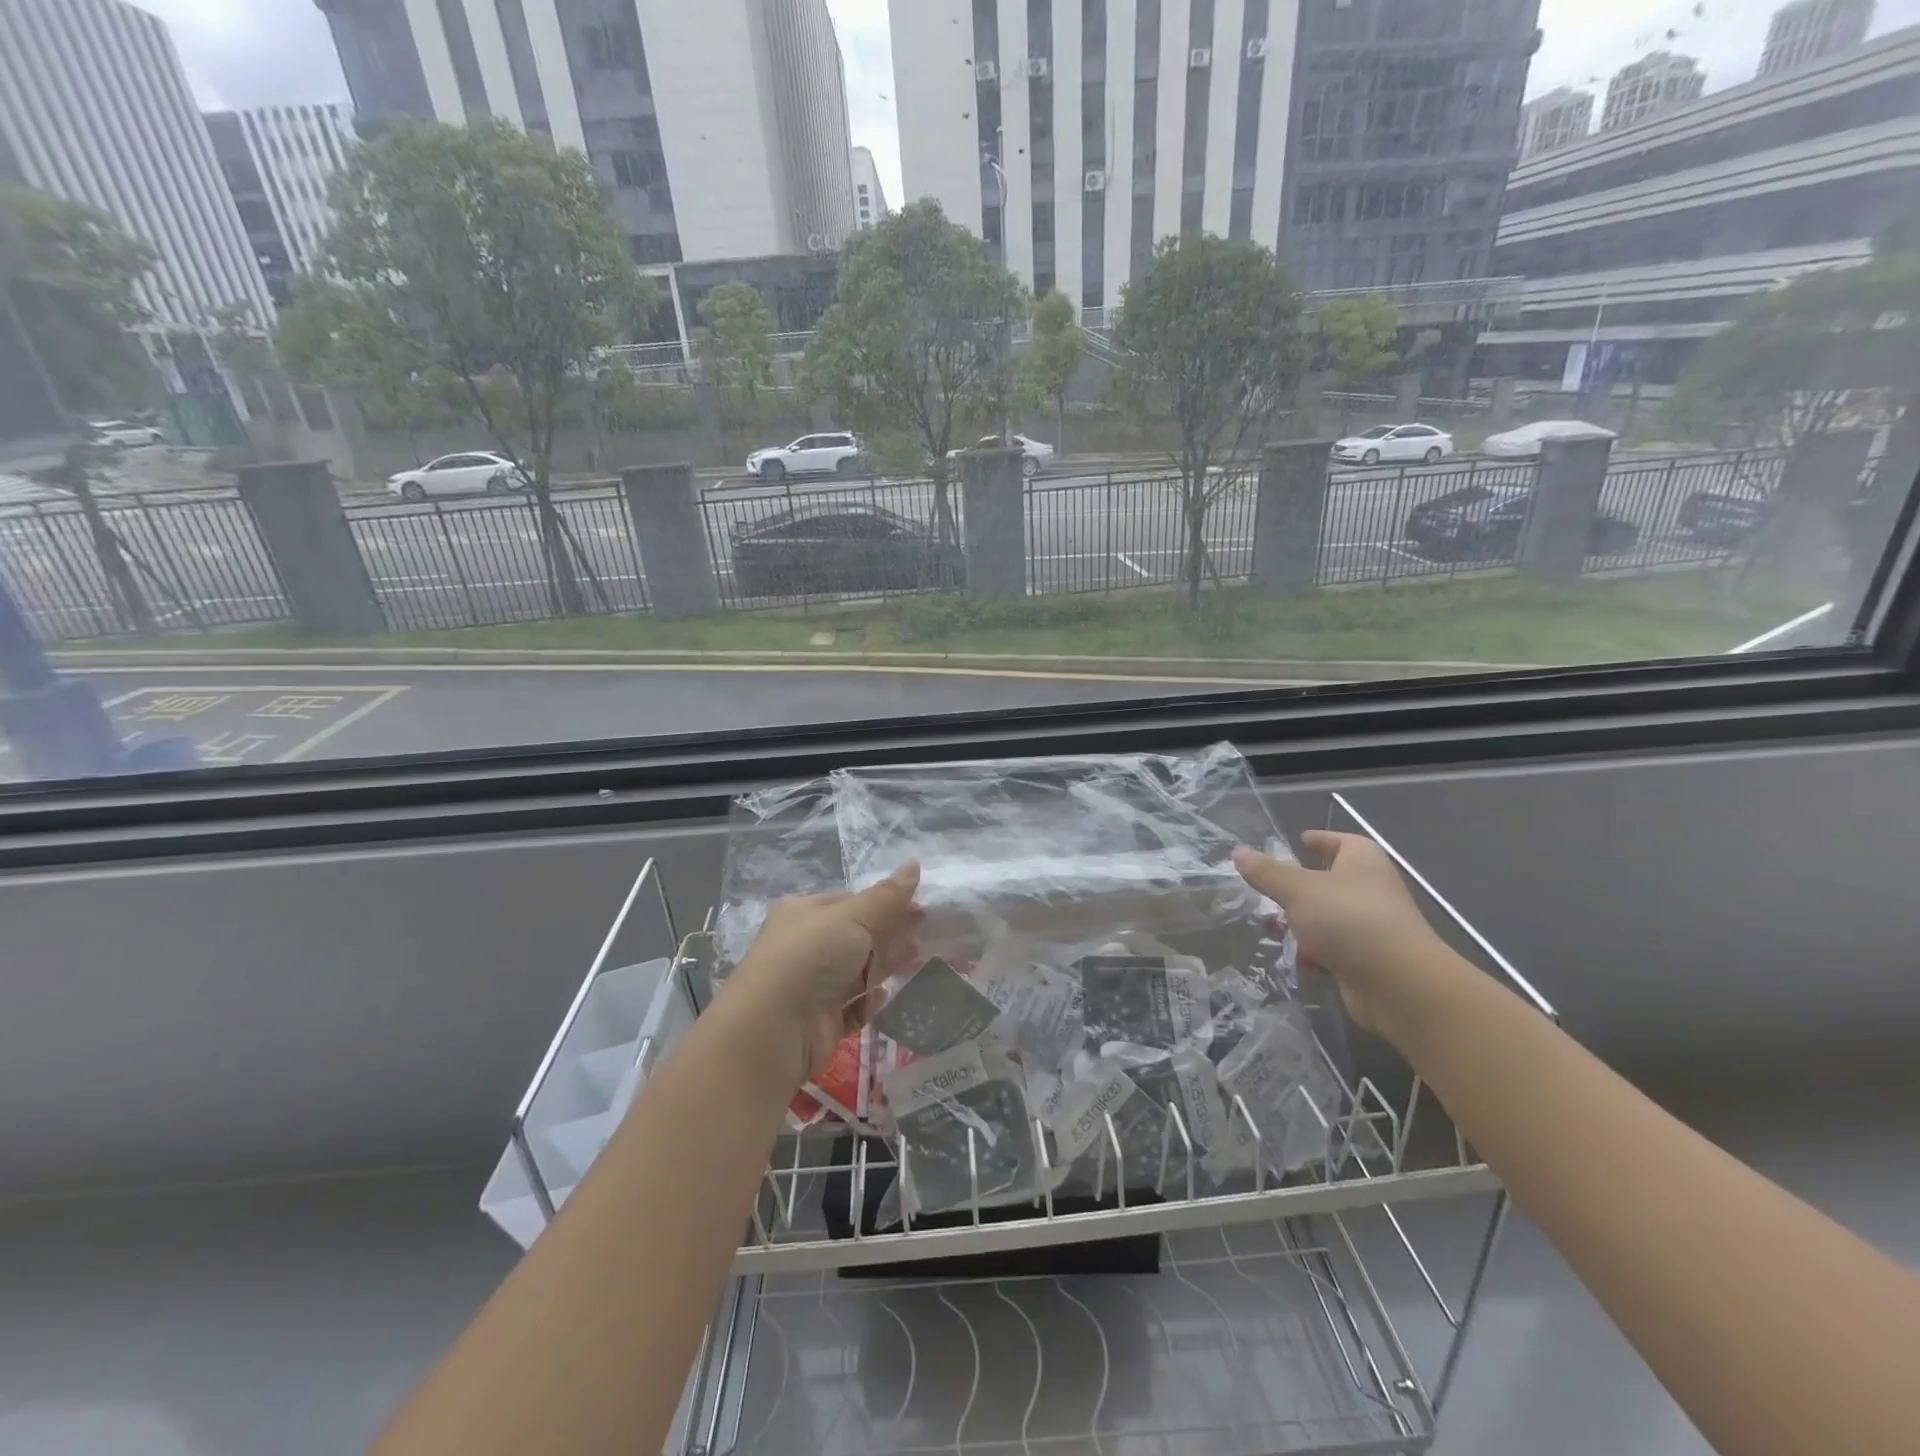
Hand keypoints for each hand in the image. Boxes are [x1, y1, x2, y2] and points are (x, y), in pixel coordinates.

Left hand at [722, 863, 922, 1087]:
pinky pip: (854, 1005)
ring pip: (859, 970)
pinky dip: (870, 1001)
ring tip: (918, 959)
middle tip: (926, 932)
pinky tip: (886, 996)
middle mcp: (806, 945)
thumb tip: (915, 863)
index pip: (851, 901)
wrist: (774, 1029)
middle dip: (891, 934)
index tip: (919, 907)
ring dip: (886, 965)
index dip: (886, 903)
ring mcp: (813, 984)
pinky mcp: (821, 1019)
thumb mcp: (853, 916)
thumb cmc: (811, 957)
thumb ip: (888, 896)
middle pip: (858, 936)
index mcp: (805, 912)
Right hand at [1235, 833, 1453, 1044]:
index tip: (1299, 840)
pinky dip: (1316, 951)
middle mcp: (1370, 888)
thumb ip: (1266, 872)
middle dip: (1297, 887)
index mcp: (1361, 860)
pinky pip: (1334, 948)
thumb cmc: (1348, 919)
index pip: (1339, 841)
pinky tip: (1297, 957)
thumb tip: (1239, 852)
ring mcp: (1371, 925)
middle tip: (1267, 888)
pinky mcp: (1368, 958)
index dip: (1319, 839)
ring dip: (1302, 922)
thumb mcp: (1297, 890)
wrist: (1398, 984)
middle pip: (1329, 880)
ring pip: (1328, 917)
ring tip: (1271, 927)